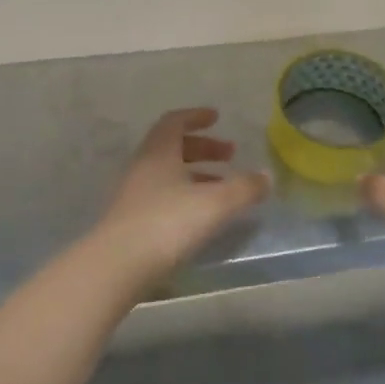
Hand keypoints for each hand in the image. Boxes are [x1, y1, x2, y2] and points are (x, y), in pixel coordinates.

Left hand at [93, 108, 268, 281]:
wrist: (117, 266)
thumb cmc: (168, 223)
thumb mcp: (215, 203)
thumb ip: (244, 188)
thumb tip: (267, 176)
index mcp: (159, 152)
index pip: (175, 121)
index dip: (196, 116)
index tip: (217, 118)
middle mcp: (143, 167)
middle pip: (173, 147)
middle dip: (203, 147)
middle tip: (230, 154)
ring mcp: (134, 194)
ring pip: (168, 173)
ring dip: (196, 173)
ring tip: (223, 186)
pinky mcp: (132, 219)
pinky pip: (163, 195)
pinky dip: (185, 194)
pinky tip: (201, 214)